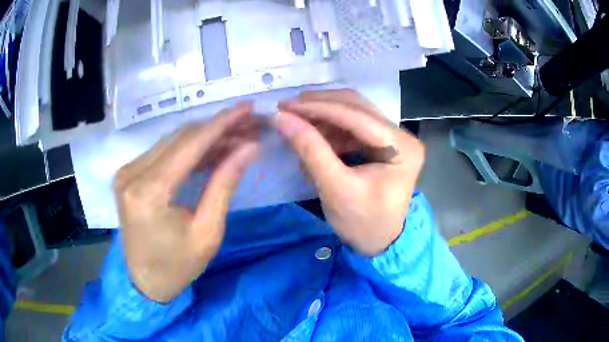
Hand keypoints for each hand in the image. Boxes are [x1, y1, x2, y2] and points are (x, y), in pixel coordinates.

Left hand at [113, 103, 257, 302]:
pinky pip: (162, 152)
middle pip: (180, 137)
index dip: (222, 123)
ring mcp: (127, 172)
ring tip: (236, 136)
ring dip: (204, 137)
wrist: (145, 282)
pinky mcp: (128, 174)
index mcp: (149, 192)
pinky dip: (188, 149)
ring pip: (171, 141)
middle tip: (249, 125)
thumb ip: (224, 184)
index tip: (248, 108)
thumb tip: (249, 147)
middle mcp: (132, 174)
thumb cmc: (177, 266)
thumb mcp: (207, 232)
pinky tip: (211, 149)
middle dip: (217, 128)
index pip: (190, 144)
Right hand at [275, 90, 424, 255]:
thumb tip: (281, 118)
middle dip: (319, 106)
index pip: (357, 116)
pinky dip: (330, 129)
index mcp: (402, 147)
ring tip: (295, 122)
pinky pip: (352, 127)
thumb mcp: (335, 188)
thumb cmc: (362, 223)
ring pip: (353, 113)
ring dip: (322, 116)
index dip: (318, 108)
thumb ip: (310, 150)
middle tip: (287, 107)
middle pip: (357, 107)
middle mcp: (402, 135)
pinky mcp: (382, 143)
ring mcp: (393, 137)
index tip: (285, 105)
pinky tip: (312, 135)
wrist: (379, 243)